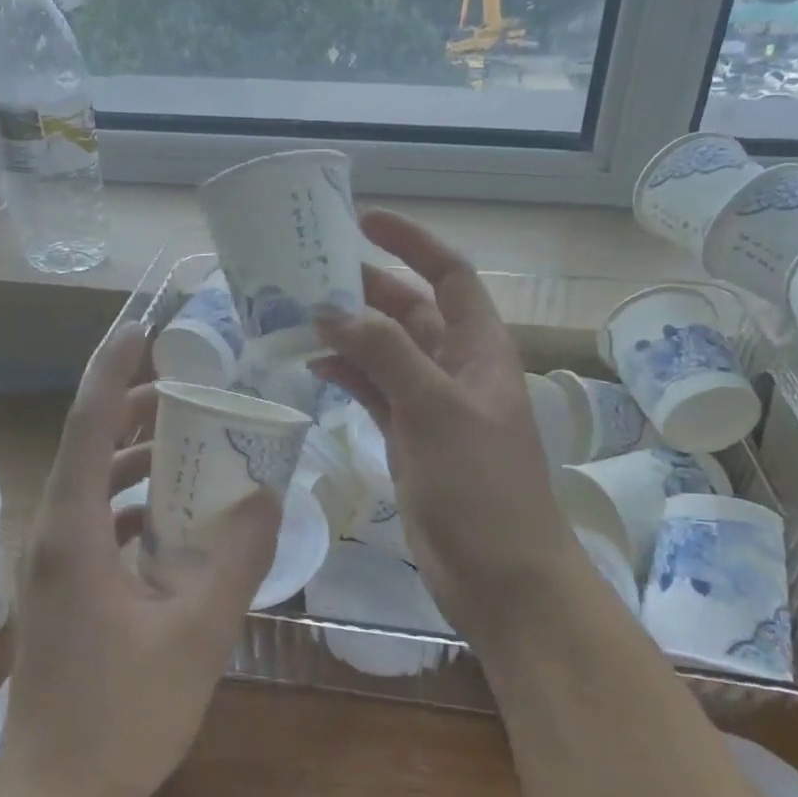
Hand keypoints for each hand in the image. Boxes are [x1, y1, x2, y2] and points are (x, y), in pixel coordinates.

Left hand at [0, 324, 280, 796]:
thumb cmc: (123, 718)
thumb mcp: (197, 633)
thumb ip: (236, 558)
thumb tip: (266, 491)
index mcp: (73, 533)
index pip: (89, 427)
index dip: (112, 371)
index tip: (140, 330)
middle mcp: (54, 537)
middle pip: (89, 448)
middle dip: (134, 410)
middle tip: (189, 390)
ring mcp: (55, 568)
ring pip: (93, 487)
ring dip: (135, 458)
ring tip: (188, 443)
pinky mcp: (65, 594)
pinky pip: (98, 524)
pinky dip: (134, 503)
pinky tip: (174, 517)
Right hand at [314, 211, 581, 650]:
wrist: (500, 575)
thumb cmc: (482, 485)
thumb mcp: (436, 409)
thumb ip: (385, 354)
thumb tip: (331, 311)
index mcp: (479, 348)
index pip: (449, 274)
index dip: (411, 242)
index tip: (363, 221)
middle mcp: (455, 368)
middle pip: (409, 310)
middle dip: (365, 288)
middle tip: (307, 272)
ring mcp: (430, 405)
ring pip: (385, 352)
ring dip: (348, 334)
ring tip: (296, 315)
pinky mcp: (408, 439)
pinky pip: (373, 392)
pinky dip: (346, 377)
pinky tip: (312, 366)